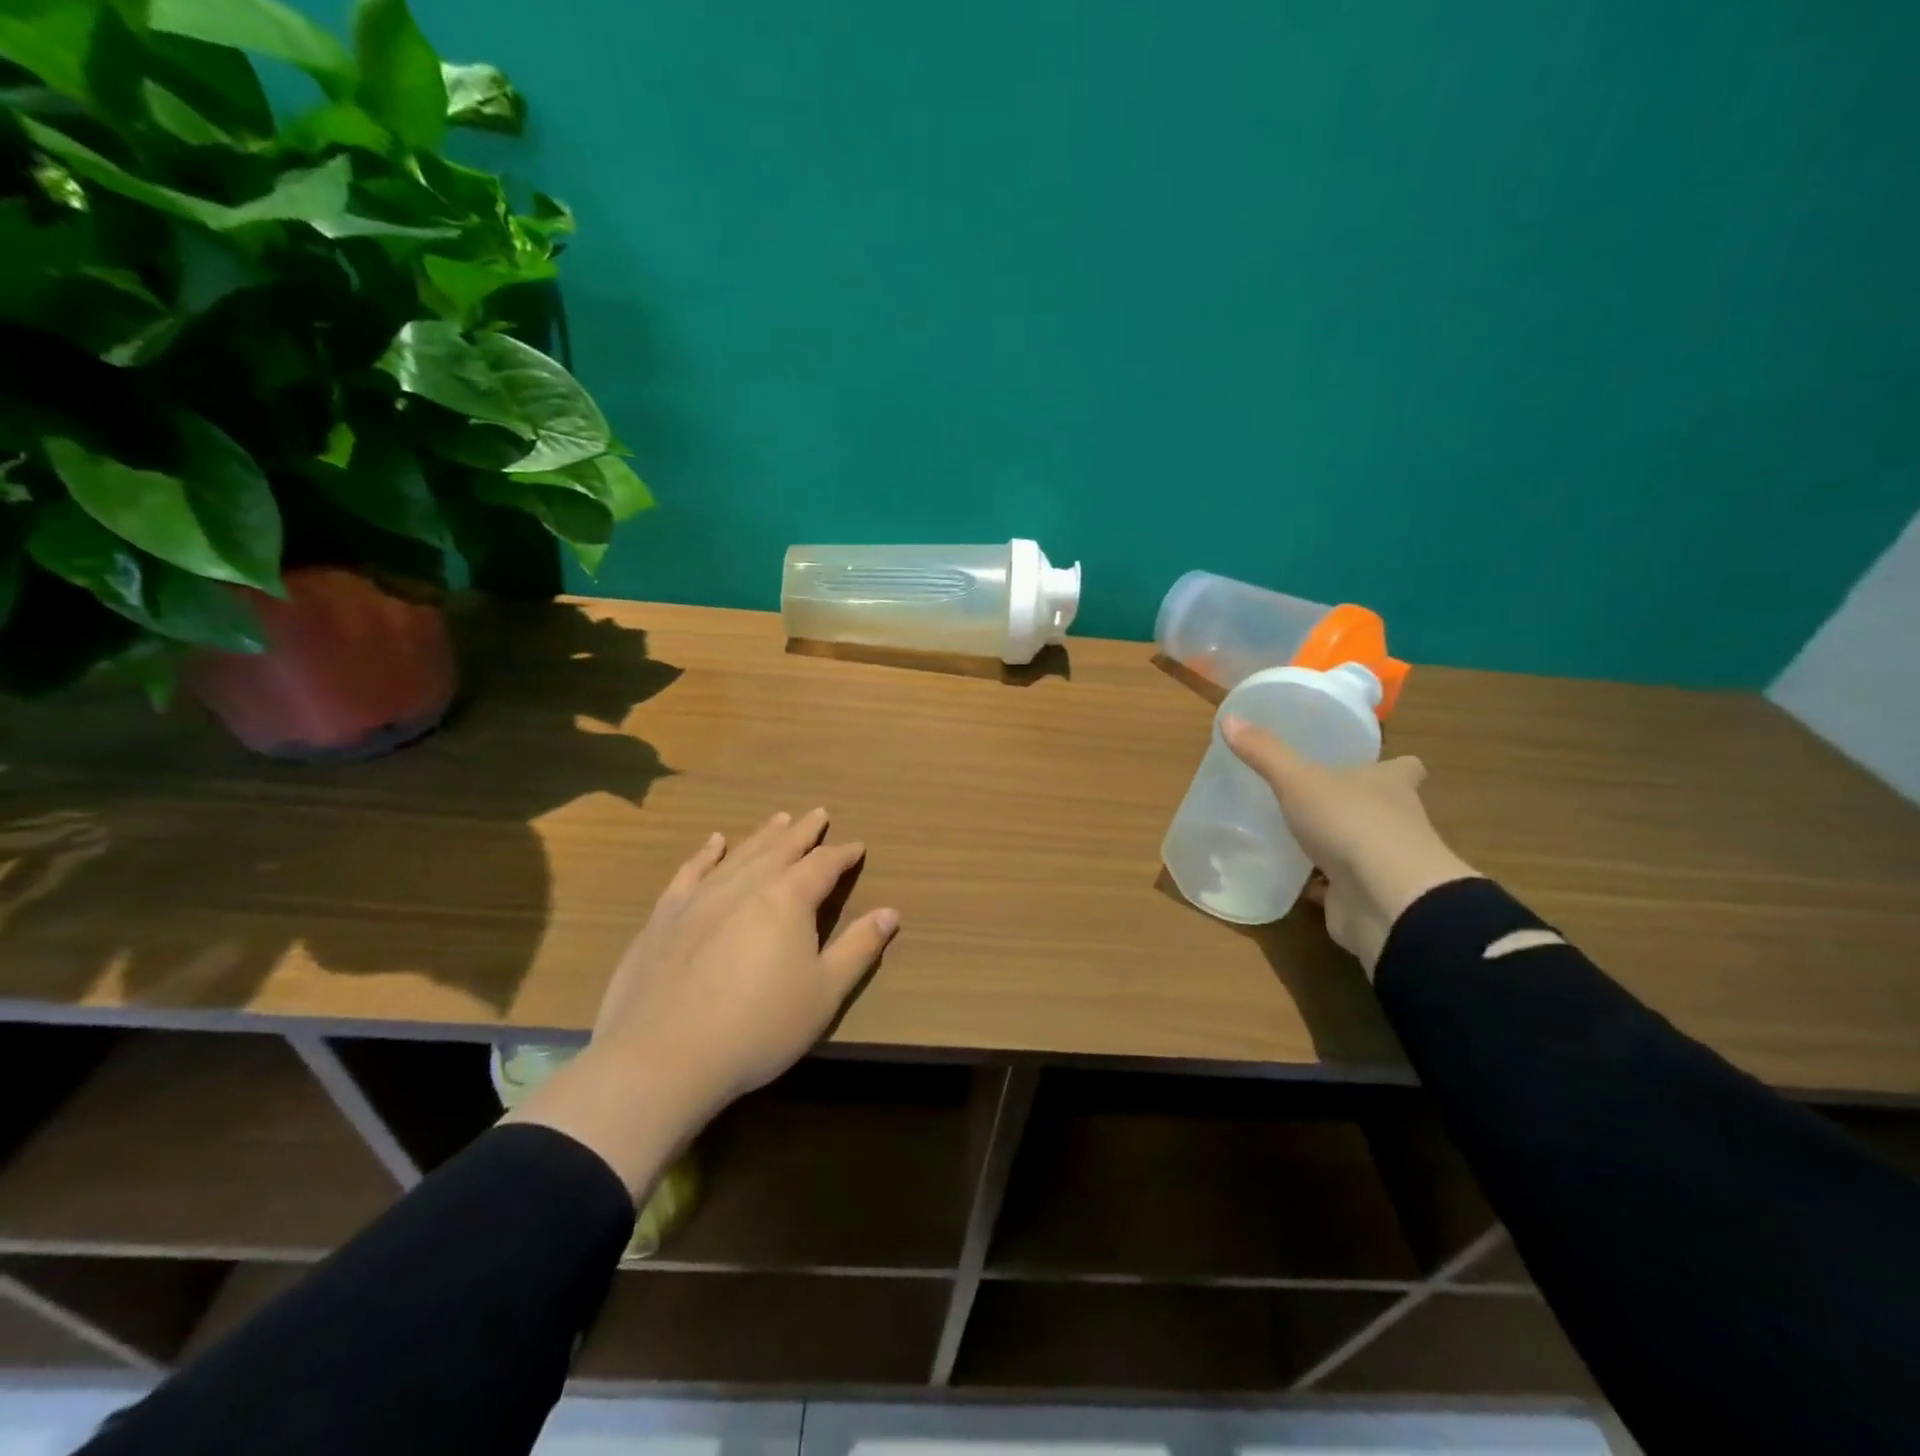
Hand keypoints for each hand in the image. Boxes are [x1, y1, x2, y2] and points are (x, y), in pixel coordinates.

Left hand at [506, 809, 898, 1195]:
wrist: (661, 1058)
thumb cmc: (757, 1028)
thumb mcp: (824, 993)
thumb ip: (858, 949)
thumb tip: (890, 912)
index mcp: (787, 900)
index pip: (822, 866)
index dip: (842, 855)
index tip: (856, 846)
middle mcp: (745, 885)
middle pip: (780, 848)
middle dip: (804, 831)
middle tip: (818, 814)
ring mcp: (700, 897)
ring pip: (740, 854)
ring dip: (763, 835)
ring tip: (779, 819)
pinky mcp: (664, 916)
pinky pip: (690, 872)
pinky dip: (706, 853)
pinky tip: (713, 843)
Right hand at [1222, 715, 1478, 972]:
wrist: (1386, 900)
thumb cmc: (1351, 823)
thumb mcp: (1298, 780)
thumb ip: (1265, 753)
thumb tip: (1229, 718)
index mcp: (1390, 784)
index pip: (1405, 767)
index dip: (1392, 765)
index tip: (1370, 762)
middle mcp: (1396, 820)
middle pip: (1381, 805)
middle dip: (1353, 802)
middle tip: (1313, 796)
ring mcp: (1384, 862)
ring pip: (1360, 846)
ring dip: (1335, 843)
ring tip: (1293, 834)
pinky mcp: (1367, 895)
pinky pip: (1339, 884)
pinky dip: (1319, 883)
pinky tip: (1290, 877)